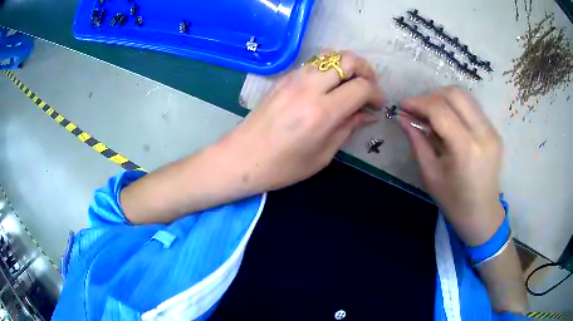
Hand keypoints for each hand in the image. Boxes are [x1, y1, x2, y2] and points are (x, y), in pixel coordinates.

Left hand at [217, 51, 383, 192]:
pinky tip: (331, 85)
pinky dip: (329, 67)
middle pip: (348, 60)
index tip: (378, 105)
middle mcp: (309, 88)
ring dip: (347, 65)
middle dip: (366, 71)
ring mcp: (294, 79)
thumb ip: (348, 128)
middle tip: (369, 89)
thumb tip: (368, 114)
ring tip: (352, 84)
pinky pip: (314, 62)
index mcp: (322, 112)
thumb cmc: (282, 167)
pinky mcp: (284, 78)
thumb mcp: (322, 155)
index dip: (376, 94)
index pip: (361, 87)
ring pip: (330, 55)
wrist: (241, 158)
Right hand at [401, 87, 503, 245]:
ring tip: (431, 114)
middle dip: (431, 96)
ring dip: (444, 99)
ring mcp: (492, 131)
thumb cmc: (454, 202)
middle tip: (418, 110)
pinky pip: (472, 107)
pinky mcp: (495, 132)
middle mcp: (483, 134)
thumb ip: (417, 141)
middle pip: (455, 94)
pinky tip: (448, 121)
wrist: (482, 214)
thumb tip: (402, 118)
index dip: (418, 103)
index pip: (440, 110)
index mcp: (466, 149)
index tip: (402, 106)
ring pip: (465, 96)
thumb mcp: (430, 174)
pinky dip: (456, 107)